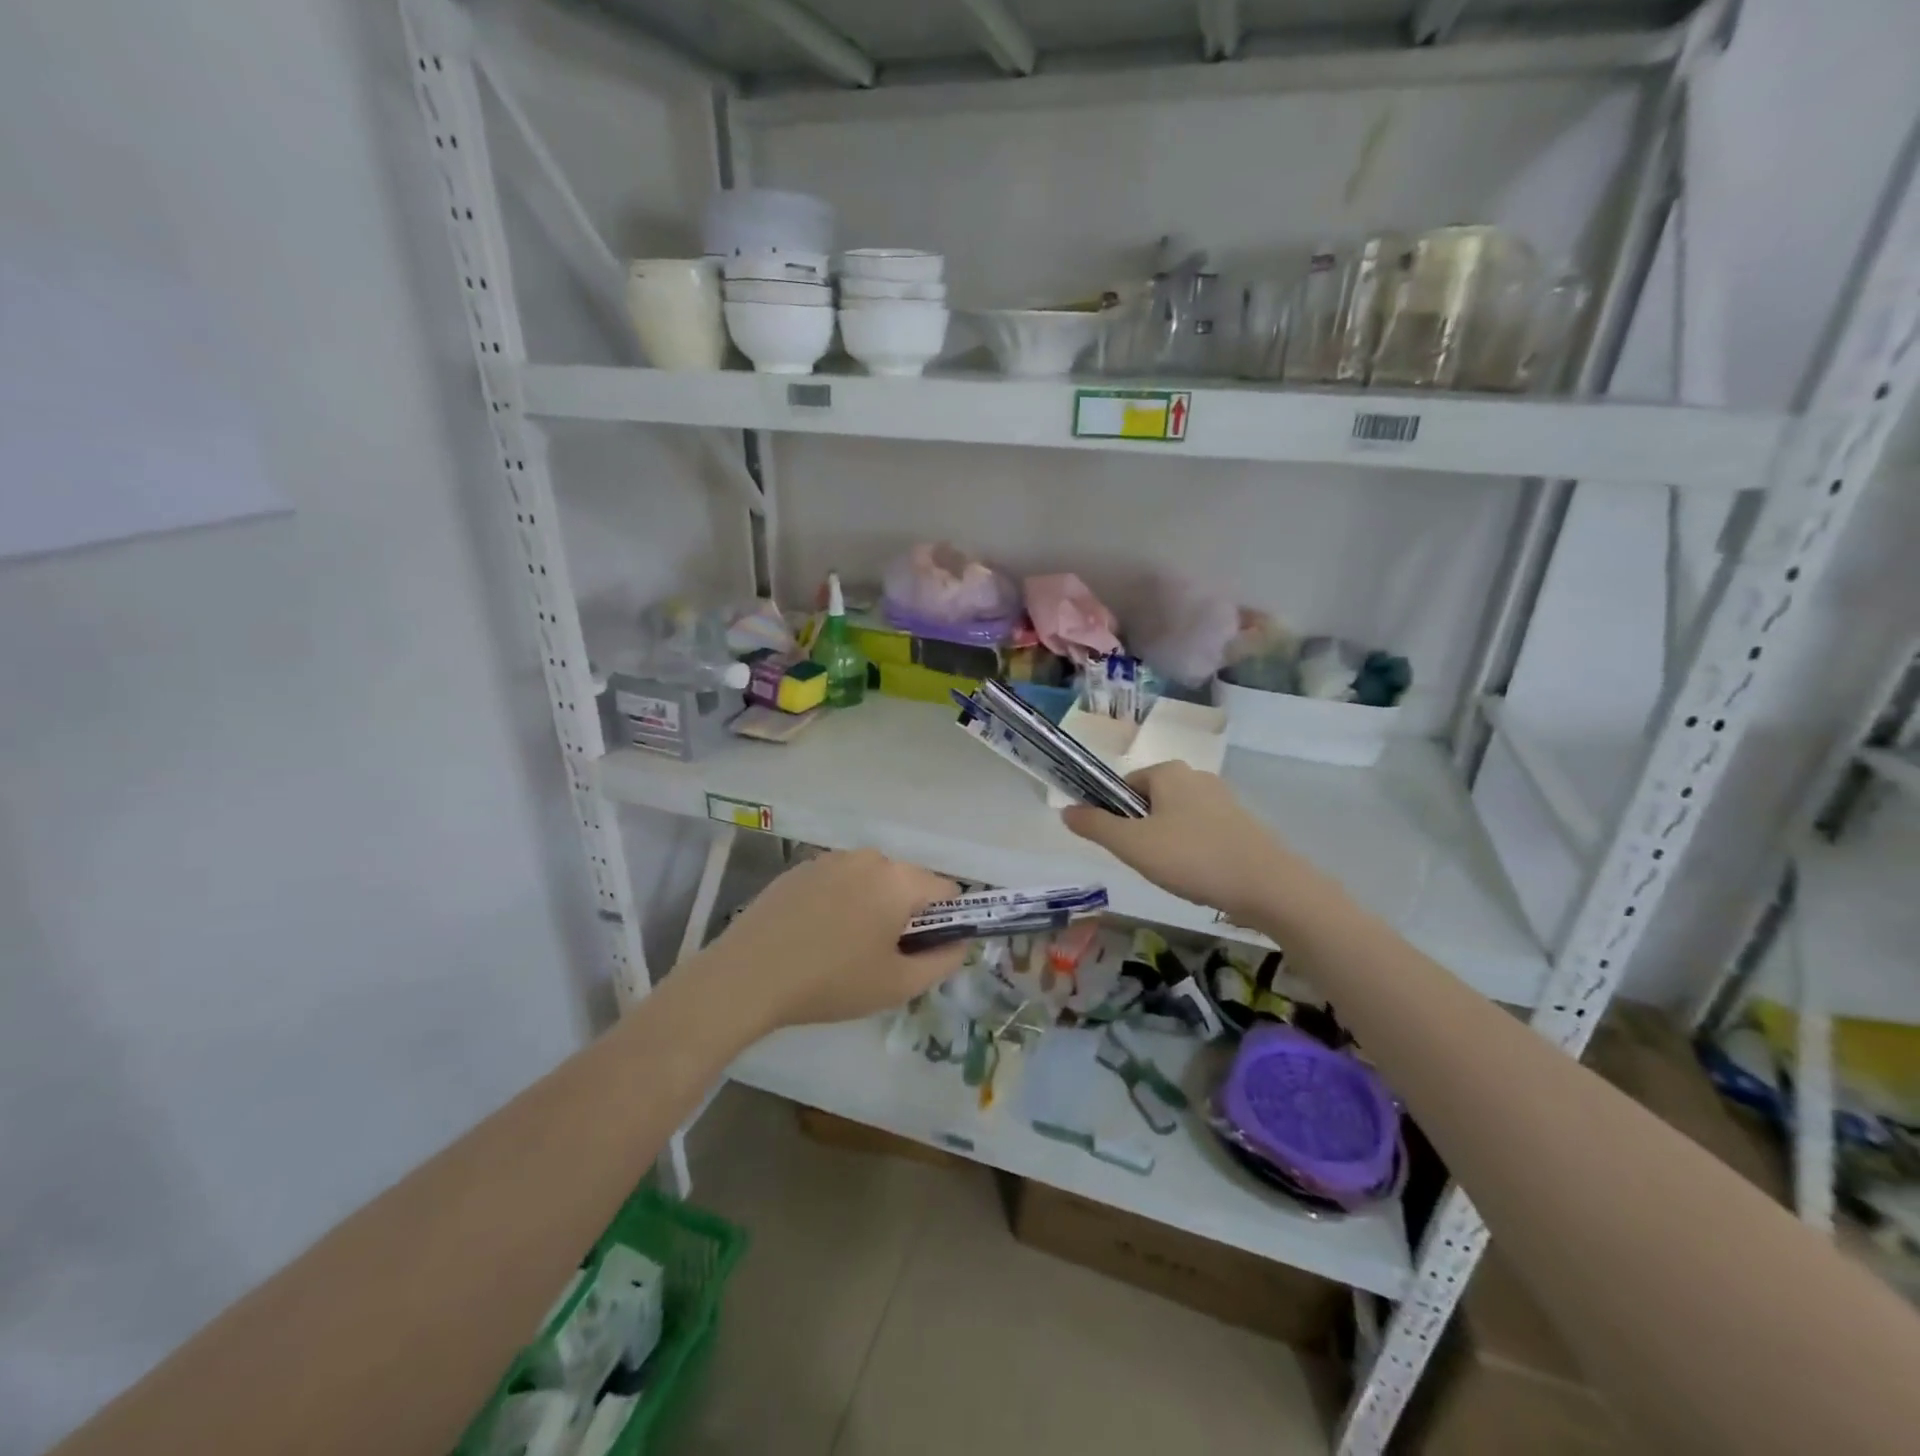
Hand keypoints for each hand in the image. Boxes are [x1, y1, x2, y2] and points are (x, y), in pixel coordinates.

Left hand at [693, 849, 966, 1031]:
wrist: (748, 976)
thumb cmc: (831, 982)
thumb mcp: (897, 985)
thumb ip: (943, 961)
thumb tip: (961, 942)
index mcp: (898, 880)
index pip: (946, 890)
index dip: (945, 921)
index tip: (923, 951)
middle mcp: (869, 858)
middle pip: (908, 881)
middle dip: (906, 913)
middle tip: (883, 955)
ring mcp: (830, 859)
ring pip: (872, 879)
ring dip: (873, 905)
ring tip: (845, 947)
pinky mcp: (800, 867)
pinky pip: (839, 880)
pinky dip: (841, 901)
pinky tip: (816, 934)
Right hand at [1062, 761, 1316, 926]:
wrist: (1270, 886)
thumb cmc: (1193, 858)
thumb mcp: (1132, 845)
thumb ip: (1095, 826)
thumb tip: (1065, 810)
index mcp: (1168, 772)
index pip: (1123, 786)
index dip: (1113, 815)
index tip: (1121, 846)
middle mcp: (1196, 776)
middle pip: (1149, 802)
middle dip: (1141, 831)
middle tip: (1145, 863)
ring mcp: (1223, 799)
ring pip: (1175, 818)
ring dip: (1166, 843)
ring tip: (1173, 874)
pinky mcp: (1242, 823)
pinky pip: (1202, 832)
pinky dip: (1193, 851)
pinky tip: (1199, 876)